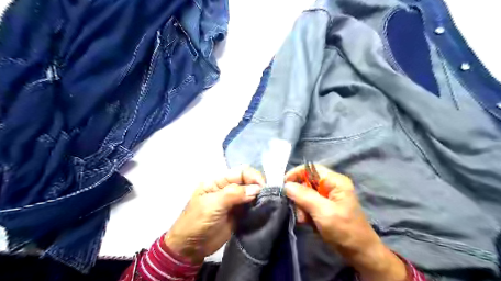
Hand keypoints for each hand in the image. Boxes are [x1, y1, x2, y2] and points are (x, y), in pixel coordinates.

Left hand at [166, 166, 264, 264]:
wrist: (190, 248)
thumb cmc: (197, 221)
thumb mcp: (213, 204)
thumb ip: (234, 194)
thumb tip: (256, 189)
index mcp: (218, 181)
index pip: (240, 172)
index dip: (253, 176)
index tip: (263, 187)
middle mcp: (227, 188)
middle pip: (247, 181)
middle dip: (258, 186)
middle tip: (266, 196)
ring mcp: (233, 201)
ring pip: (251, 193)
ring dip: (259, 197)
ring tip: (267, 202)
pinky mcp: (238, 214)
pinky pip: (250, 206)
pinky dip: (257, 206)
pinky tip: (262, 209)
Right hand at [286, 165, 405, 280]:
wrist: (360, 253)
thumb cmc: (344, 230)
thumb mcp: (323, 212)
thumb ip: (304, 196)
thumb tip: (286, 185)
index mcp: (336, 181)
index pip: (311, 168)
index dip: (296, 173)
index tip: (284, 185)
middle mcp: (332, 185)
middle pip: (307, 182)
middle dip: (299, 196)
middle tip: (299, 211)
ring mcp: (329, 196)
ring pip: (306, 194)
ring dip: (301, 207)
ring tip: (305, 220)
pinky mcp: (326, 206)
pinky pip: (309, 204)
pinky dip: (305, 212)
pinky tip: (308, 222)